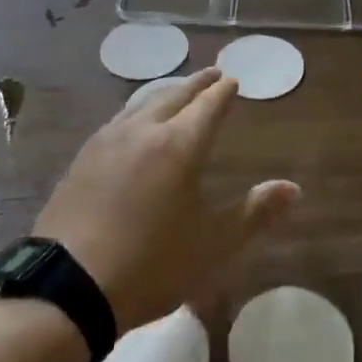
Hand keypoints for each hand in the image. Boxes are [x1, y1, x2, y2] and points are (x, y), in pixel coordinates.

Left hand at [35, 69, 300, 332]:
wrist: (68, 286)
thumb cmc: (151, 265)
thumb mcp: (213, 245)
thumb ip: (255, 214)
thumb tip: (293, 189)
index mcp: (180, 146)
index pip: (208, 106)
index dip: (223, 93)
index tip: (233, 81)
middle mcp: (144, 131)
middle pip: (174, 96)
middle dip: (196, 84)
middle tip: (211, 75)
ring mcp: (107, 141)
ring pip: (142, 102)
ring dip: (166, 93)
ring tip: (176, 93)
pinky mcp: (82, 158)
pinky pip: (119, 119)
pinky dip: (138, 110)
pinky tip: (133, 123)